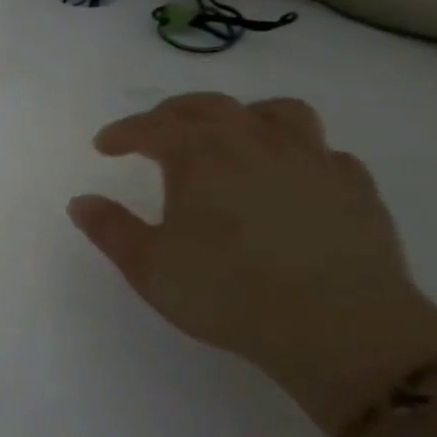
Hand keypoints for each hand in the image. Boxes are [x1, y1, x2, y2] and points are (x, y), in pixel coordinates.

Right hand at [67, 92, 436, 434]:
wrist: (342, 329)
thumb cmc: (228, 293)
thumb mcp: (149, 267)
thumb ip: (110, 229)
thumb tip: (80, 201)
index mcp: (200, 156)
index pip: (152, 127)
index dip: (123, 132)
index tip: (104, 145)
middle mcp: (255, 144)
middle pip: (210, 106)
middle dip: (174, 113)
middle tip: (155, 131)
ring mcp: (312, 161)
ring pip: (278, 112)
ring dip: (244, 116)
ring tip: (230, 138)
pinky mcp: (356, 188)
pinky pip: (324, 152)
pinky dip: (298, 154)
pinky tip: (289, 178)